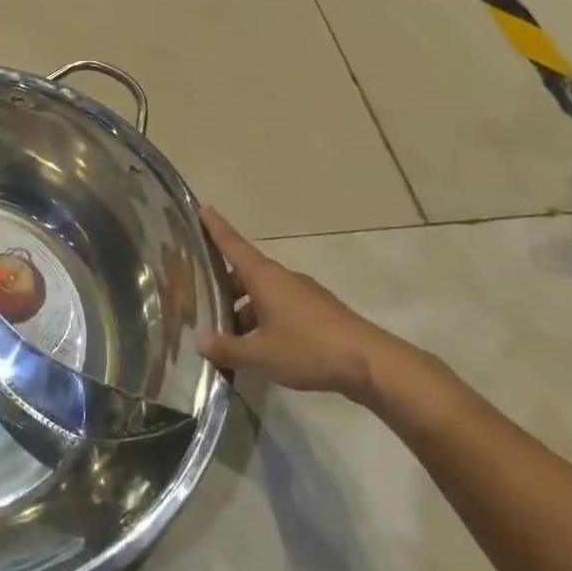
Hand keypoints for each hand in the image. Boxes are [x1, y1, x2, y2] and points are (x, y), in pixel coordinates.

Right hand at [197, 207, 404, 402]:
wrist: (371, 363)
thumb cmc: (309, 348)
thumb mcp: (261, 354)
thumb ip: (228, 348)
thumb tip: (200, 341)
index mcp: (264, 278)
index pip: (233, 245)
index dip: (216, 227)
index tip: (202, 208)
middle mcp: (282, 278)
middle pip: (245, 274)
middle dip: (224, 287)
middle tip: (203, 303)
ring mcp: (303, 294)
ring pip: (263, 294)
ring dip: (244, 310)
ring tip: (229, 338)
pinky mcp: (318, 312)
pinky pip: (280, 308)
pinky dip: (265, 320)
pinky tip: (261, 347)